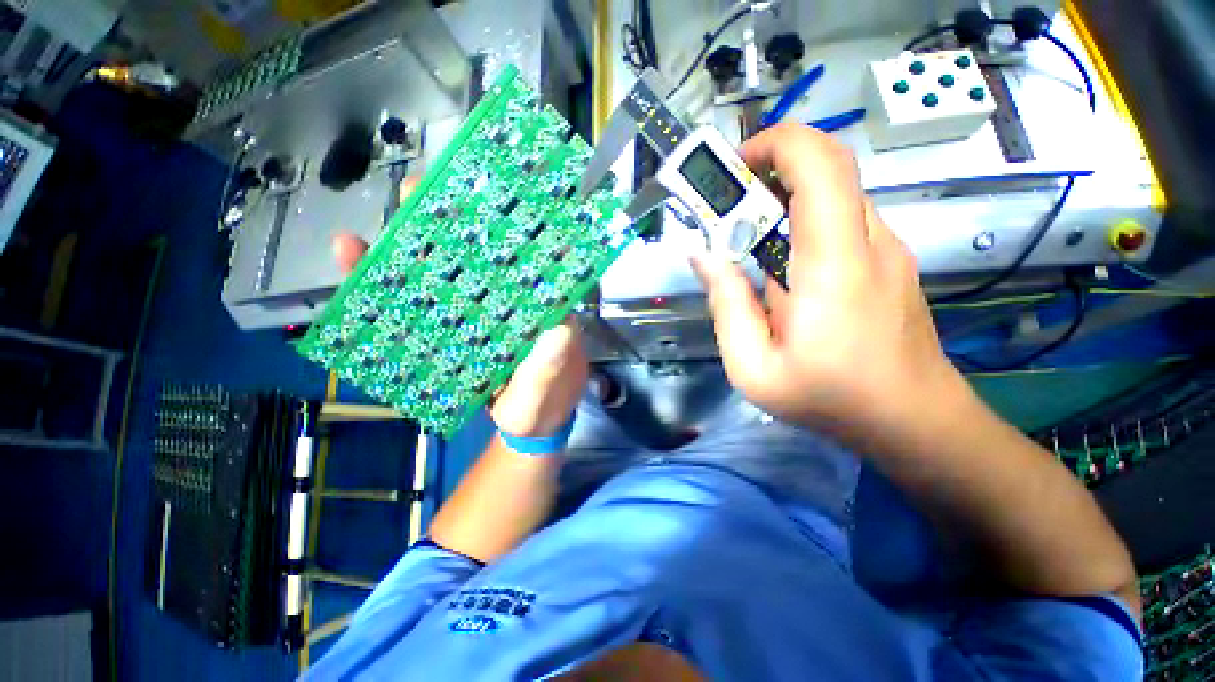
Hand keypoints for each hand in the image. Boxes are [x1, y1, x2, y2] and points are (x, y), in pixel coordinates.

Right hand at [332, 178, 587, 438]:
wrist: (523, 430)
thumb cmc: (543, 407)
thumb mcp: (549, 387)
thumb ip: (551, 364)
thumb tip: (559, 328)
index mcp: (539, 307)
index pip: (523, 256)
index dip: (502, 224)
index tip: (478, 195)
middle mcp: (509, 303)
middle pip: (477, 256)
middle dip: (446, 224)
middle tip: (414, 195)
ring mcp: (479, 316)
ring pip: (443, 277)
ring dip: (408, 255)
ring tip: (366, 239)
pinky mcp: (456, 333)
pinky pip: (422, 308)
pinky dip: (390, 293)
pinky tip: (358, 274)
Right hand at [692, 123, 964, 442]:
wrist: (913, 421)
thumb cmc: (828, 398)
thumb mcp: (753, 367)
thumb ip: (725, 305)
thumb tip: (703, 255)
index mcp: (833, 263)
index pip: (819, 164)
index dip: (774, 143)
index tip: (732, 169)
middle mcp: (868, 240)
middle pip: (826, 168)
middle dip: (768, 170)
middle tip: (727, 206)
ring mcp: (885, 248)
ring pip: (831, 194)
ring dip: (782, 200)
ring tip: (745, 240)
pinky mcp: (886, 260)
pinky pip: (840, 220)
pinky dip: (801, 223)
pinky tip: (780, 267)